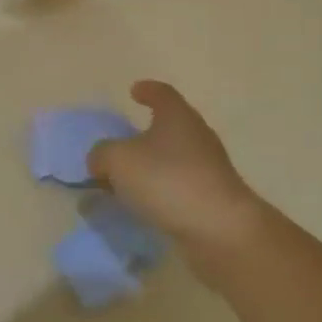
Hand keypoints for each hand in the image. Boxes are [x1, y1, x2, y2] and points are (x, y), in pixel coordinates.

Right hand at [88, 81, 266, 257]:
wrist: (220, 231)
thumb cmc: (167, 180)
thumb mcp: (118, 160)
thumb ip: (101, 154)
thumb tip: (100, 161)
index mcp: (177, 117)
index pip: (162, 94)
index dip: (147, 90)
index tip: (134, 91)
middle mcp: (197, 137)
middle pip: (169, 127)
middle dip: (144, 135)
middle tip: (120, 144)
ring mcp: (208, 170)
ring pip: (172, 160)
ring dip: (149, 167)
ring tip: (123, 181)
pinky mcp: (212, 200)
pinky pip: (177, 188)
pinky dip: (159, 192)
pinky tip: (140, 205)